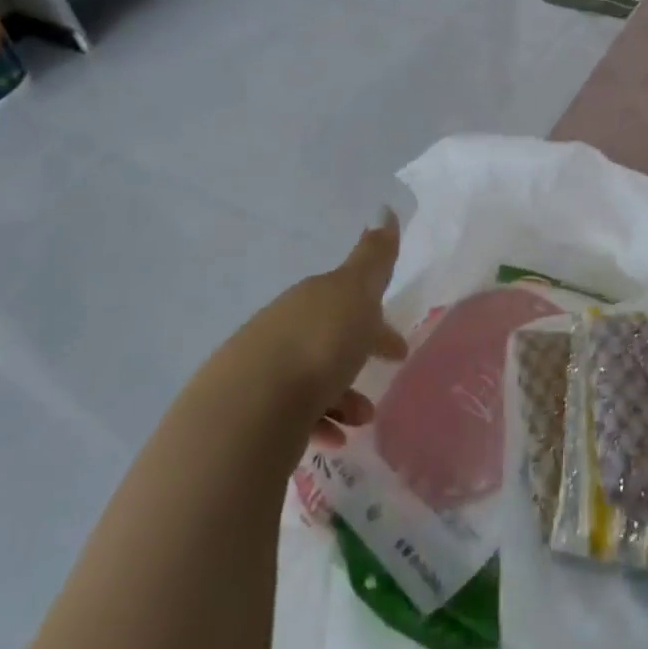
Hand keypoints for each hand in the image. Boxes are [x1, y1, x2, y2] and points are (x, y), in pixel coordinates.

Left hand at [240, 210, 406, 448]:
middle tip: (385, 376)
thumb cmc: (317, 344)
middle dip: (358, 355)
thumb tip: (385, 208)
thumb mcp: (356, 292)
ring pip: (313, 379)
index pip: (349, 302)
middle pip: (329, 338)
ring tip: (361, 419)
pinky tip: (334, 440)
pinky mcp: (253, 414)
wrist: (249, 410)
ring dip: (343, 396)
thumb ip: (374, 257)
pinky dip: (320, 423)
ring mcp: (264, 372)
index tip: (398, 348)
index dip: (376, 322)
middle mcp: (284, 329)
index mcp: (312, 299)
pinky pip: (296, 415)